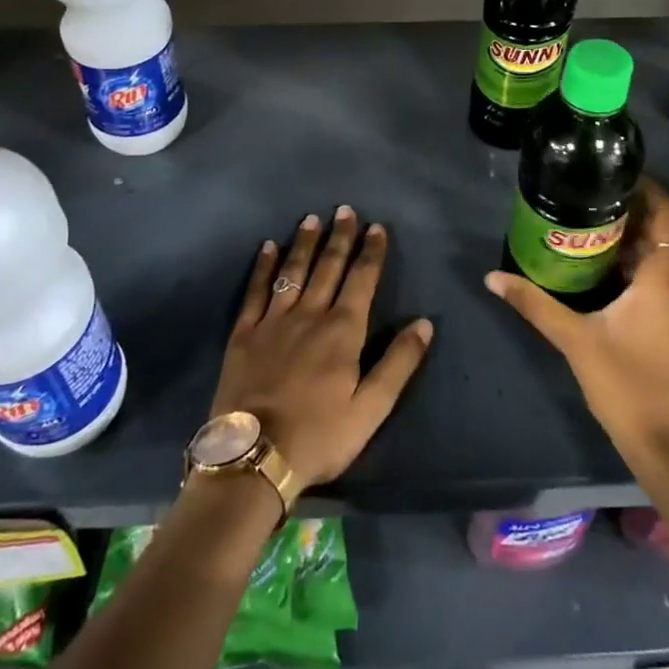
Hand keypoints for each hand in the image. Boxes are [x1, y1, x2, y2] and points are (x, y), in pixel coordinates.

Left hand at [210, 206, 434, 495]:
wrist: (254, 458)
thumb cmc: (320, 436)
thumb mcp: (371, 409)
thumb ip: (398, 363)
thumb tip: (424, 323)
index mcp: (343, 332)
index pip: (361, 280)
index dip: (371, 252)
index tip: (377, 227)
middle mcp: (309, 315)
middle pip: (328, 267)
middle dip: (340, 237)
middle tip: (345, 210)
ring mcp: (273, 322)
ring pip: (293, 272)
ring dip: (304, 243)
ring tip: (311, 219)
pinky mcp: (244, 334)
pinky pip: (255, 291)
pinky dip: (263, 267)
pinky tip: (267, 248)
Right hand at [487, 178, 668, 459]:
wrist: (665, 443)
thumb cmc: (625, 382)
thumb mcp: (574, 338)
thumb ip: (534, 303)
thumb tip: (492, 277)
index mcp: (664, 276)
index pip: (667, 212)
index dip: (645, 187)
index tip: (610, 173)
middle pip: (662, 229)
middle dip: (628, 209)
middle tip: (586, 196)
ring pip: (659, 254)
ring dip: (630, 237)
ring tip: (586, 224)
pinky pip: (657, 276)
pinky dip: (634, 262)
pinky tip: (599, 267)